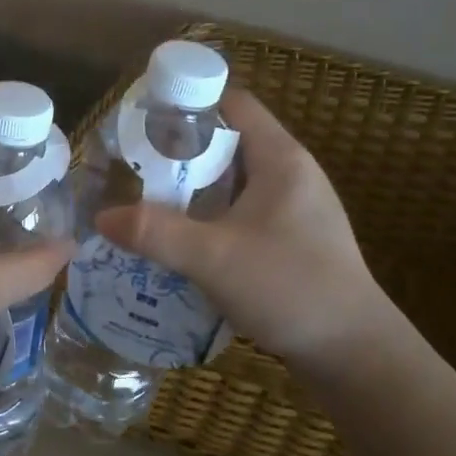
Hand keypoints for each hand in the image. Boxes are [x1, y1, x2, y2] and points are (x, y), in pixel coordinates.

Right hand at [93, 89, 409, 377]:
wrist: (354, 352)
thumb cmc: (290, 288)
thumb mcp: (214, 258)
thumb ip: (155, 233)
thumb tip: (101, 217)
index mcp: (281, 159)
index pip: (233, 104)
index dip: (189, 104)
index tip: (145, 121)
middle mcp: (291, 174)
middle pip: (230, 143)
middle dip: (182, 153)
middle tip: (137, 169)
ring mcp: (295, 209)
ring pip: (235, 182)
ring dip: (195, 190)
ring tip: (150, 204)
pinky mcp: (294, 240)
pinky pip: (243, 213)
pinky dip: (212, 218)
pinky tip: (184, 242)